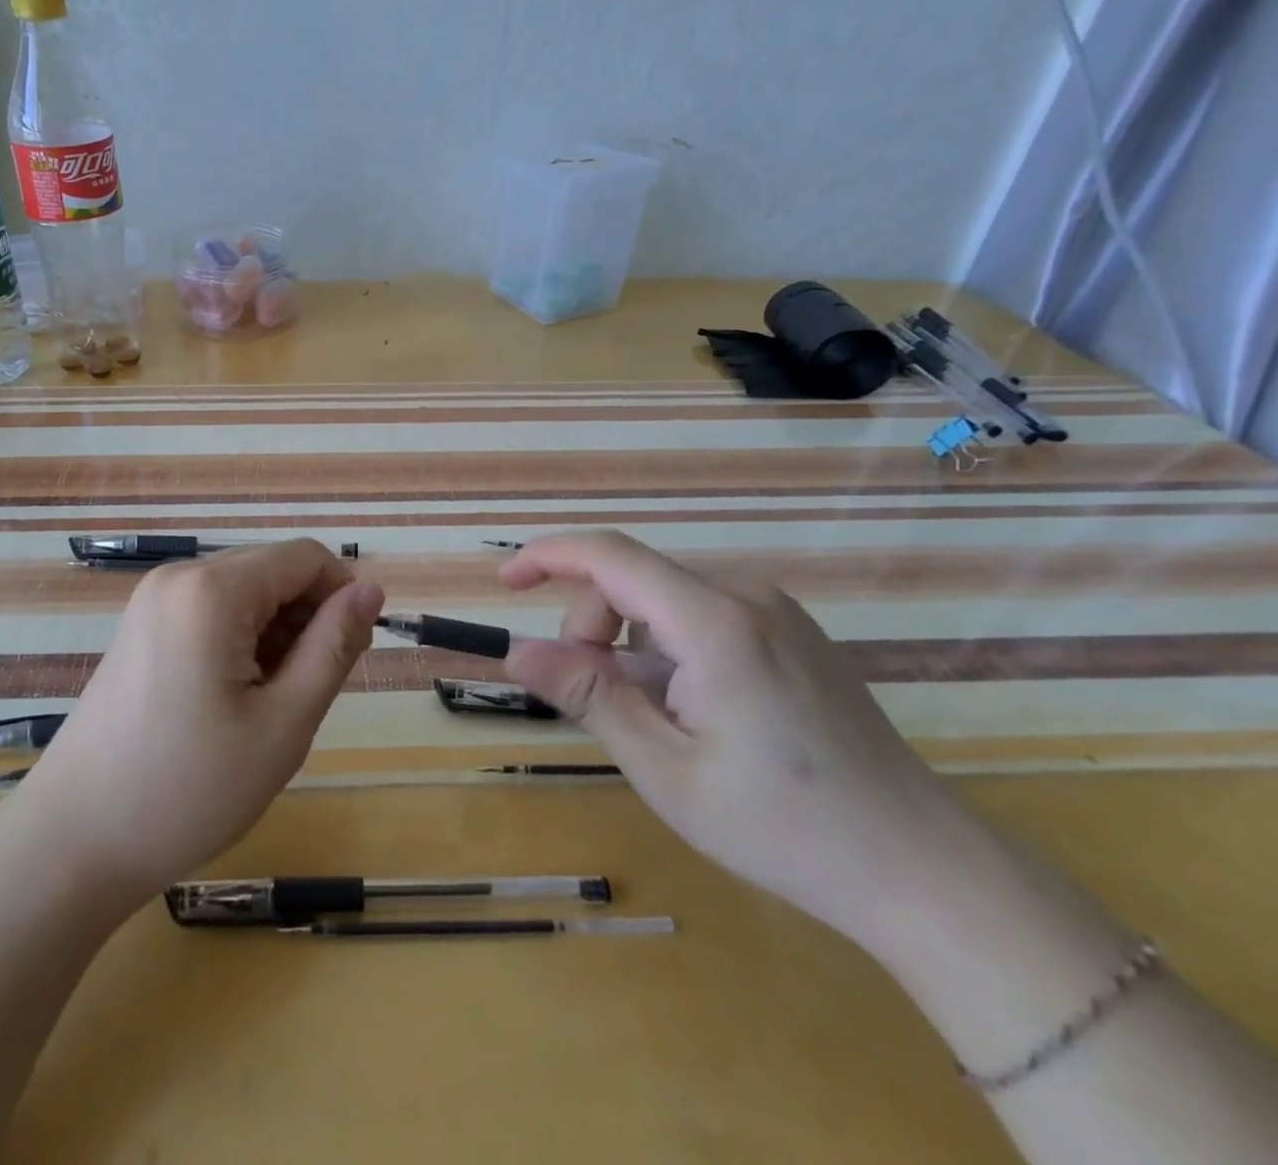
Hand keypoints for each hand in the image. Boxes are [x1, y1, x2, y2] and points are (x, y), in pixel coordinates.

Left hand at [15, 540, 383, 902]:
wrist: (73, 841)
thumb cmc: (188, 789)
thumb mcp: (283, 722)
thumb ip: (333, 646)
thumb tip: (371, 590)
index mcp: (212, 589)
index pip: (305, 557)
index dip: (343, 597)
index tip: (353, 656)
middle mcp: (179, 577)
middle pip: (272, 571)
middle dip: (307, 618)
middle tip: (309, 693)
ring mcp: (153, 601)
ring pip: (244, 593)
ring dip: (275, 634)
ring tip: (269, 705)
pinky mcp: (141, 626)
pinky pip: (211, 612)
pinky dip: (240, 642)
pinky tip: (235, 698)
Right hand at [500, 529, 981, 949]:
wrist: (922, 868)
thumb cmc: (781, 826)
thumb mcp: (663, 767)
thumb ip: (587, 696)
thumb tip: (516, 651)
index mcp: (714, 622)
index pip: (610, 556)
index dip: (548, 557)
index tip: (504, 586)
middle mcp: (746, 597)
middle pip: (634, 580)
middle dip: (591, 627)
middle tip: (590, 699)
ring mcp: (776, 613)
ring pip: (665, 600)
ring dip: (628, 644)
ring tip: (648, 718)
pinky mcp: (792, 634)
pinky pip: (702, 617)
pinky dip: (666, 649)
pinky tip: (690, 711)